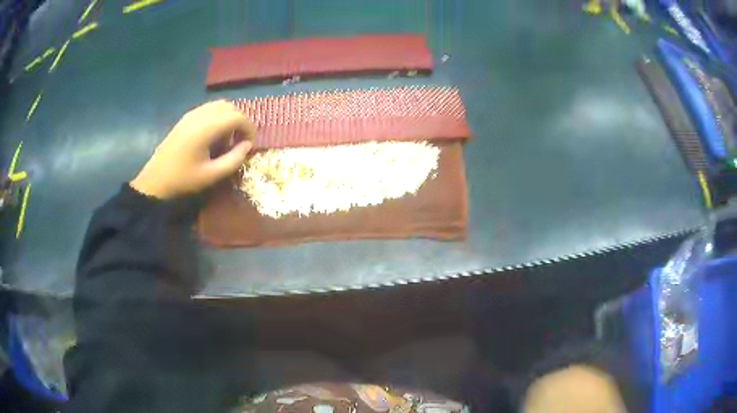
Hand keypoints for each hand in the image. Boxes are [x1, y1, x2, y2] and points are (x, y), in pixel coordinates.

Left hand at [131, 101, 255, 199]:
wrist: (155, 180)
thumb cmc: (183, 180)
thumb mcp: (211, 175)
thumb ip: (234, 160)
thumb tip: (247, 146)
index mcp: (206, 129)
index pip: (237, 116)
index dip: (249, 128)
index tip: (251, 144)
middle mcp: (200, 115)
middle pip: (230, 107)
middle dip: (240, 121)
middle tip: (240, 141)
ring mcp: (191, 114)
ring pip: (219, 105)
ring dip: (229, 118)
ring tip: (227, 139)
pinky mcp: (185, 118)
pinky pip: (208, 109)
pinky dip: (217, 117)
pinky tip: (213, 135)